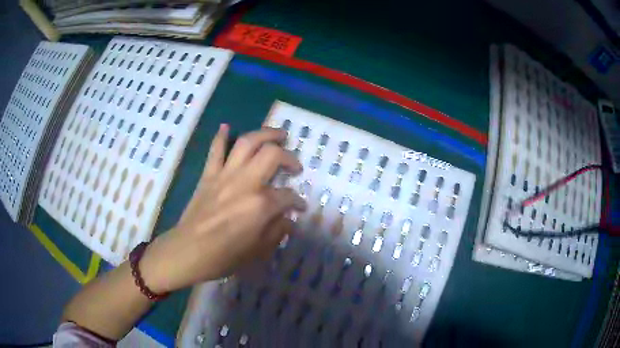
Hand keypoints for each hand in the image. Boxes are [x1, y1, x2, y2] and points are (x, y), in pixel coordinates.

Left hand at [140, 124, 306, 292]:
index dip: (298, 201)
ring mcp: (225, 175)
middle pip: (272, 155)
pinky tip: (226, 127)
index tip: (300, 207)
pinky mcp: (208, 175)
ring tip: (278, 134)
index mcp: (261, 205)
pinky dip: (221, 136)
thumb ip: (277, 232)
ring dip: (265, 134)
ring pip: (247, 143)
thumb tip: (288, 220)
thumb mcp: (258, 251)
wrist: (188, 251)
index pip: (288, 196)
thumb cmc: (224, 256)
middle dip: (289, 156)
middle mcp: (246, 183)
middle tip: (295, 163)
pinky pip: (215, 150)